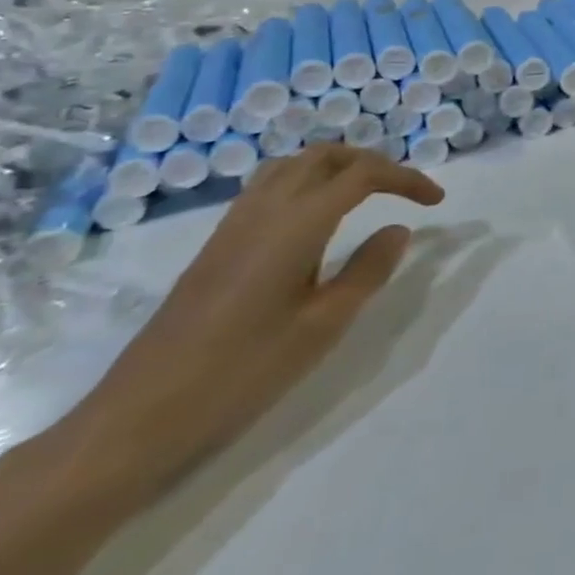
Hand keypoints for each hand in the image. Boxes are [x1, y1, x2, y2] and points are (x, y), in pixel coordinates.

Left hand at [50, 145, 442, 508]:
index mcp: (296, 224)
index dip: (406, 178)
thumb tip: (398, 229)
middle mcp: (264, 210)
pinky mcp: (215, 246)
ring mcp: (233, 226)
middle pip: (325, 156)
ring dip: (335, 167)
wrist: (138, 418)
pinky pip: (269, 188)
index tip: (436, 201)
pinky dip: (305, 183)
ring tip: (365, 196)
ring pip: (292, 166)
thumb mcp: (322, 326)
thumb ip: (368, 270)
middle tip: (403, 191)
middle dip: (372, 162)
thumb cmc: (242, 373)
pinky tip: (315, 221)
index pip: (363, 175)